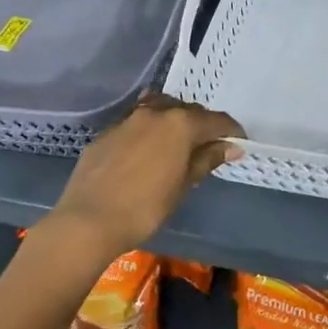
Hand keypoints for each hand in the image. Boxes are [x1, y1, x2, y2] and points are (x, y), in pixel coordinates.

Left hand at [46, 93, 243, 260]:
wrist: (88, 219)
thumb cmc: (145, 207)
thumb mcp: (183, 185)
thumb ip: (206, 160)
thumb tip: (230, 147)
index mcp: (180, 123)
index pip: (216, 120)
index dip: (232, 131)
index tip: (239, 144)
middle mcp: (156, 112)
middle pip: (188, 110)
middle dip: (203, 125)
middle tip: (209, 146)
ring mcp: (128, 119)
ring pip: (160, 108)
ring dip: (174, 120)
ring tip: (178, 141)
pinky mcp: (107, 131)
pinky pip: (136, 121)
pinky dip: (149, 129)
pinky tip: (147, 148)